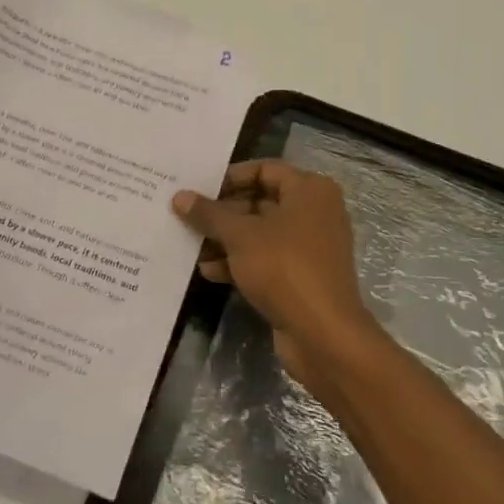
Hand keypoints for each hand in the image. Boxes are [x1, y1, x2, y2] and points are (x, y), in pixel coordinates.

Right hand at [172, 160, 387, 397]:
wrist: (323, 334)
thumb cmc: (284, 267)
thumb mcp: (240, 235)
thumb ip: (209, 214)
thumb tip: (180, 197)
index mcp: (309, 190)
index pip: (264, 169)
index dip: (229, 177)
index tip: (199, 189)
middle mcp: (314, 212)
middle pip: (260, 201)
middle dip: (223, 212)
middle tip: (187, 217)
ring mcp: (309, 247)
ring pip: (260, 233)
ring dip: (226, 240)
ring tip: (191, 245)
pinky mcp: (302, 277)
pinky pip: (266, 260)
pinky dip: (240, 262)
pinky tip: (209, 271)